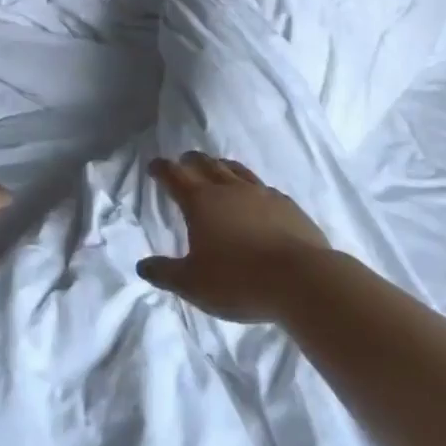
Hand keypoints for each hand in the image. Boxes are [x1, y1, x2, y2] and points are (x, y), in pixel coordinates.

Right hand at [137, 153, 331, 322]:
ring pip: (236, 170)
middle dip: (191, 161)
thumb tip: (142, 266)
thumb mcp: (193, 284)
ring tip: (217, 168)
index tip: (154, 166)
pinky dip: (251, 187)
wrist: (302, 280)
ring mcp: (262, 194)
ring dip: (221, 166)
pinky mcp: (288, 205)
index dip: (162, 169)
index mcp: (201, 202)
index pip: (175, 176)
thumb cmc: (239, 281)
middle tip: (184, 161)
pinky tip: (256, 197)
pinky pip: (263, 187)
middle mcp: (230, 190)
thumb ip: (165, 273)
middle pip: (206, 164)